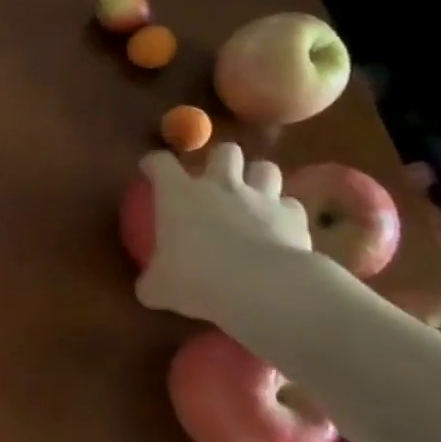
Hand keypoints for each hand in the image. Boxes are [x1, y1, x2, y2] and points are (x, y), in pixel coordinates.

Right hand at [135, 143, 311, 322]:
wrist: (263, 288)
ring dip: (258, 178)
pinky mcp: (293, 216)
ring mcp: (260, 197)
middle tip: (215, 180)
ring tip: (254, 196)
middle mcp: (220, 185)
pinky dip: (285, 213)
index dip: (154, 163)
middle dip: (221, 160)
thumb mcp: (161, 288)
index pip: (160, 162)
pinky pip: (291, 205)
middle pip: (225, 152)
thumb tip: (147, 290)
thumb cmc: (198, 278)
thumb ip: (152, 283)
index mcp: (179, 194)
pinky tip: (280, 229)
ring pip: (265, 168)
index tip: (150, 170)